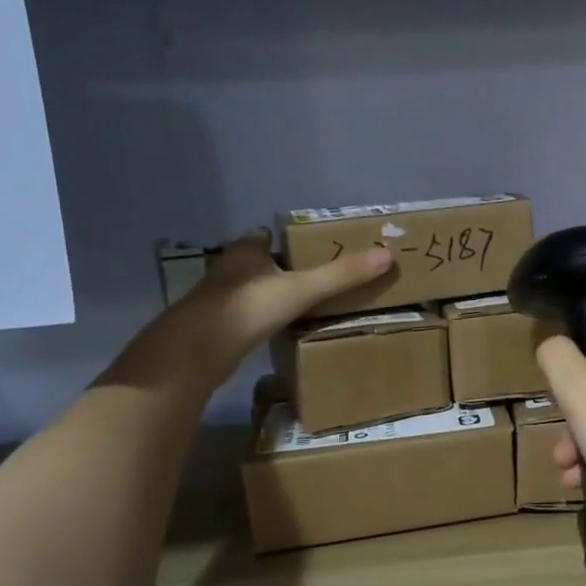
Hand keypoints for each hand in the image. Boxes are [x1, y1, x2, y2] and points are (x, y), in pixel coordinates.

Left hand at [110, 230, 391, 393]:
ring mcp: (217, 298)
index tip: (312, 251)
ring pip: (249, 289)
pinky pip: (244, 315)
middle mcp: (228, 268)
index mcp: (246, 250)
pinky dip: (260, 318)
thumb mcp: (303, 289)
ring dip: (269, 294)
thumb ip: (342, 274)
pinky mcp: (214, 326)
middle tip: (315, 279)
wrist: (197, 349)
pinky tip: (278, 330)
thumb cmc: (248, 307)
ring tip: (302, 305)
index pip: (266, 236)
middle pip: (258, 262)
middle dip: (281, 269)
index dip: (288, 241)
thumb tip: (387, 254)